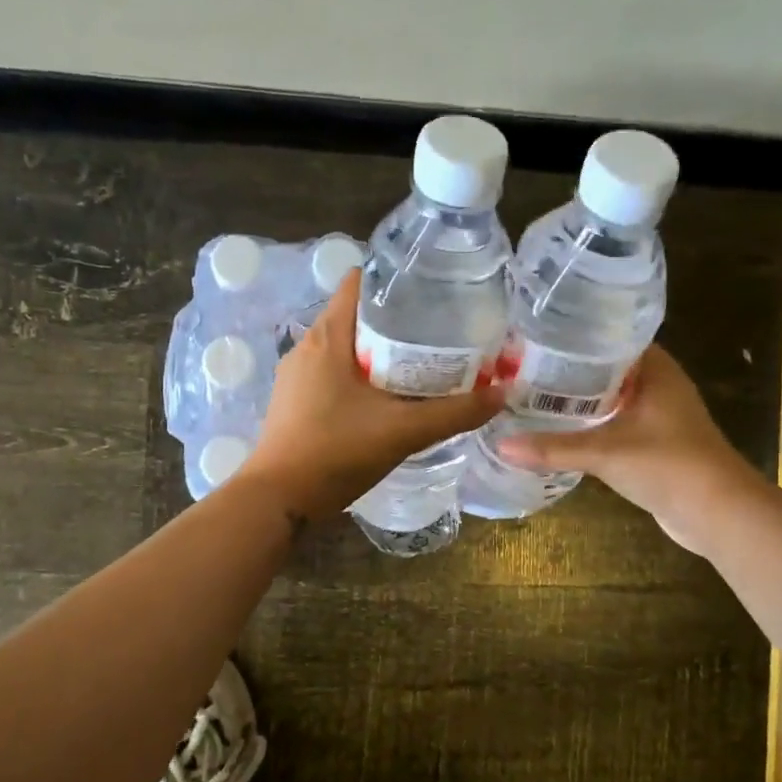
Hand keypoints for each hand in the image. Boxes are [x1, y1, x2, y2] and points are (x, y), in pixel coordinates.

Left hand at [240, 271, 500, 522]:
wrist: (279, 500)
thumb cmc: (336, 453)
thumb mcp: (403, 431)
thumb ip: (455, 413)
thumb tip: (502, 393)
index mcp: (328, 336)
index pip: (361, 282)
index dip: (396, 281)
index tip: (432, 293)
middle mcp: (308, 346)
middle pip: (357, 315)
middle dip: (397, 320)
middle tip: (439, 333)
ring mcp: (297, 375)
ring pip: (346, 347)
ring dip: (380, 351)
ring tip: (421, 364)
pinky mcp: (295, 400)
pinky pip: (333, 372)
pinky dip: (361, 376)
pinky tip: (387, 399)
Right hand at [497, 345, 758, 555]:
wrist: (717, 513)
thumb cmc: (668, 465)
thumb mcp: (605, 453)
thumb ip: (553, 448)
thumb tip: (501, 445)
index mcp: (655, 370)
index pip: (610, 338)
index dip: (575, 337)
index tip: (535, 338)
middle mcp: (658, 385)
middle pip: (605, 369)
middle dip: (568, 371)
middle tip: (522, 368)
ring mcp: (658, 416)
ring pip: (610, 398)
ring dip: (578, 400)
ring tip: (531, 396)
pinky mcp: (654, 443)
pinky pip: (614, 424)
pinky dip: (590, 425)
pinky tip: (558, 430)